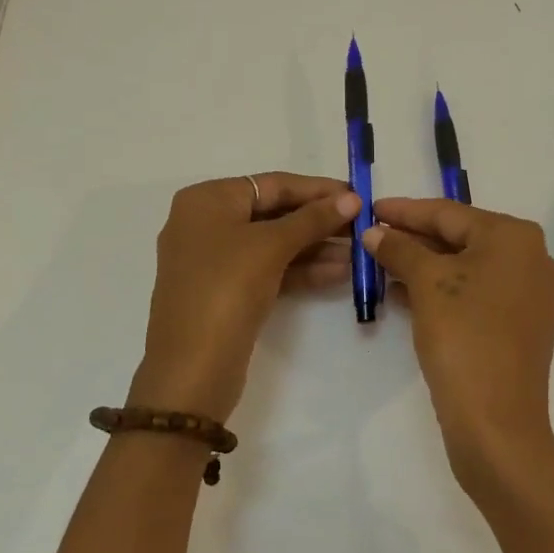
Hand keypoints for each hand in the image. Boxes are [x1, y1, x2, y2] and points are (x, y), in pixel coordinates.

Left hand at [130, 173, 359, 420]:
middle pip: (273, 213)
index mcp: (207, 200)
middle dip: (318, 221)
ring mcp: (215, 261)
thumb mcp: (271, 246)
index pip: (272, 184)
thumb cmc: (226, 288)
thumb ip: (313, 219)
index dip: (317, 189)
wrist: (192, 368)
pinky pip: (268, 270)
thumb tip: (351, 199)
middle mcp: (206, 223)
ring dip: (315, 247)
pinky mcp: (226, 292)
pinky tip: (340, 273)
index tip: (357, 195)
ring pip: (273, 244)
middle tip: (362, 226)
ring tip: (359, 252)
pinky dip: (300, 270)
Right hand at [363, 198, 553, 497]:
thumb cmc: (463, 337)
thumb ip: (400, 249)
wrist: (496, 422)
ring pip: (467, 267)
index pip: (449, 213)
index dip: (405, 210)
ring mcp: (530, 294)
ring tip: (381, 264)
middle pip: (461, 237)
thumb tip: (375, 233)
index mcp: (515, 237)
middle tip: (373, 236)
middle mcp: (531, 258)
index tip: (371, 208)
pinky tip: (406, 294)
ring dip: (425, 265)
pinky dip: (443, 290)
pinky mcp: (521, 325)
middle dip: (414, 239)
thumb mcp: (427, 284)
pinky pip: (477, 293)